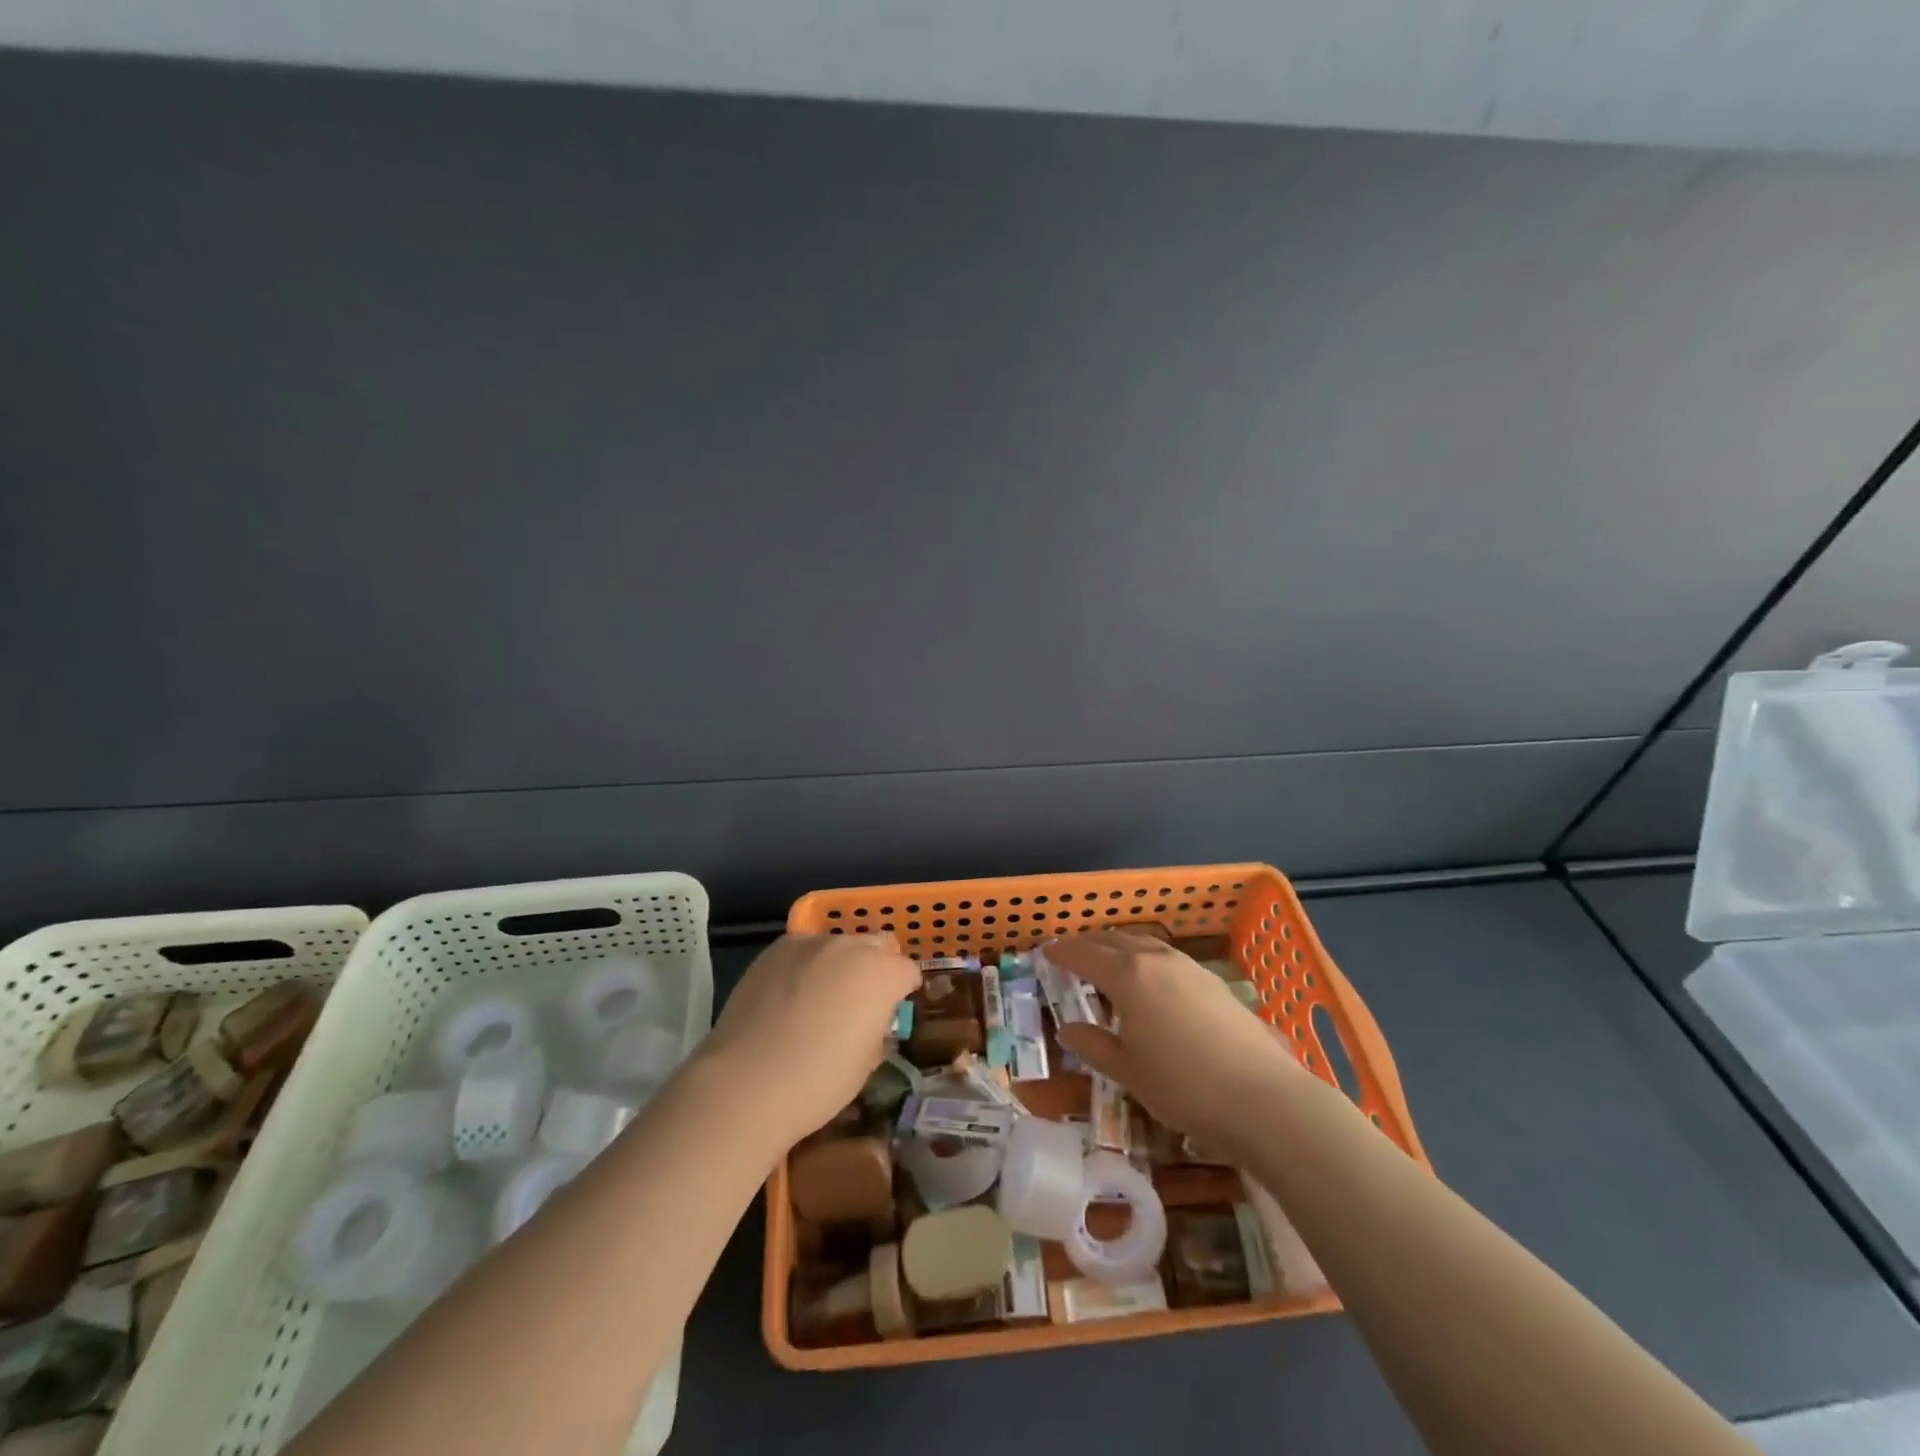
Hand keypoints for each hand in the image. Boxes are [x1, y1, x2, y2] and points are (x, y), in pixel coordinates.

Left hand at [700, 932, 918, 1147]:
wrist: (748, 1082)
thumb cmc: (820, 1081)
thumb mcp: (868, 1061)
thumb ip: (877, 1026)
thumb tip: (869, 1018)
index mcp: (882, 973)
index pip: (908, 971)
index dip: (903, 992)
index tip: (892, 1012)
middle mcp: (851, 947)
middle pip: (876, 946)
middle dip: (875, 967)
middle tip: (860, 1001)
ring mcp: (811, 943)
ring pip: (838, 944)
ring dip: (839, 964)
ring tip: (820, 997)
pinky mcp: (776, 949)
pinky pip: (803, 949)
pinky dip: (805, 965)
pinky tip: (790, 994)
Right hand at [1047, 931, 1307, 1160]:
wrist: (1264, 1098)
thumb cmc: (1185, 1087)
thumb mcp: (1128, 1072)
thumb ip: (1094, 1045)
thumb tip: (1069, 1029)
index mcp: (1128, 976)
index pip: (1084, 954)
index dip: (1062, 952)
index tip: (1045, 953)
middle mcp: (1156, 960)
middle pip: (1113, 940)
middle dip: (1088, 944)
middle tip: (1070, 953)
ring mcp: (1188, 967)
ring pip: (1143, 943)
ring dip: (1118, 947)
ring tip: (1106, 961)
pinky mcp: (1212, 981)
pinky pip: (1165, 957)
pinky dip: (1144, 958)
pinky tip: (1149, 980)